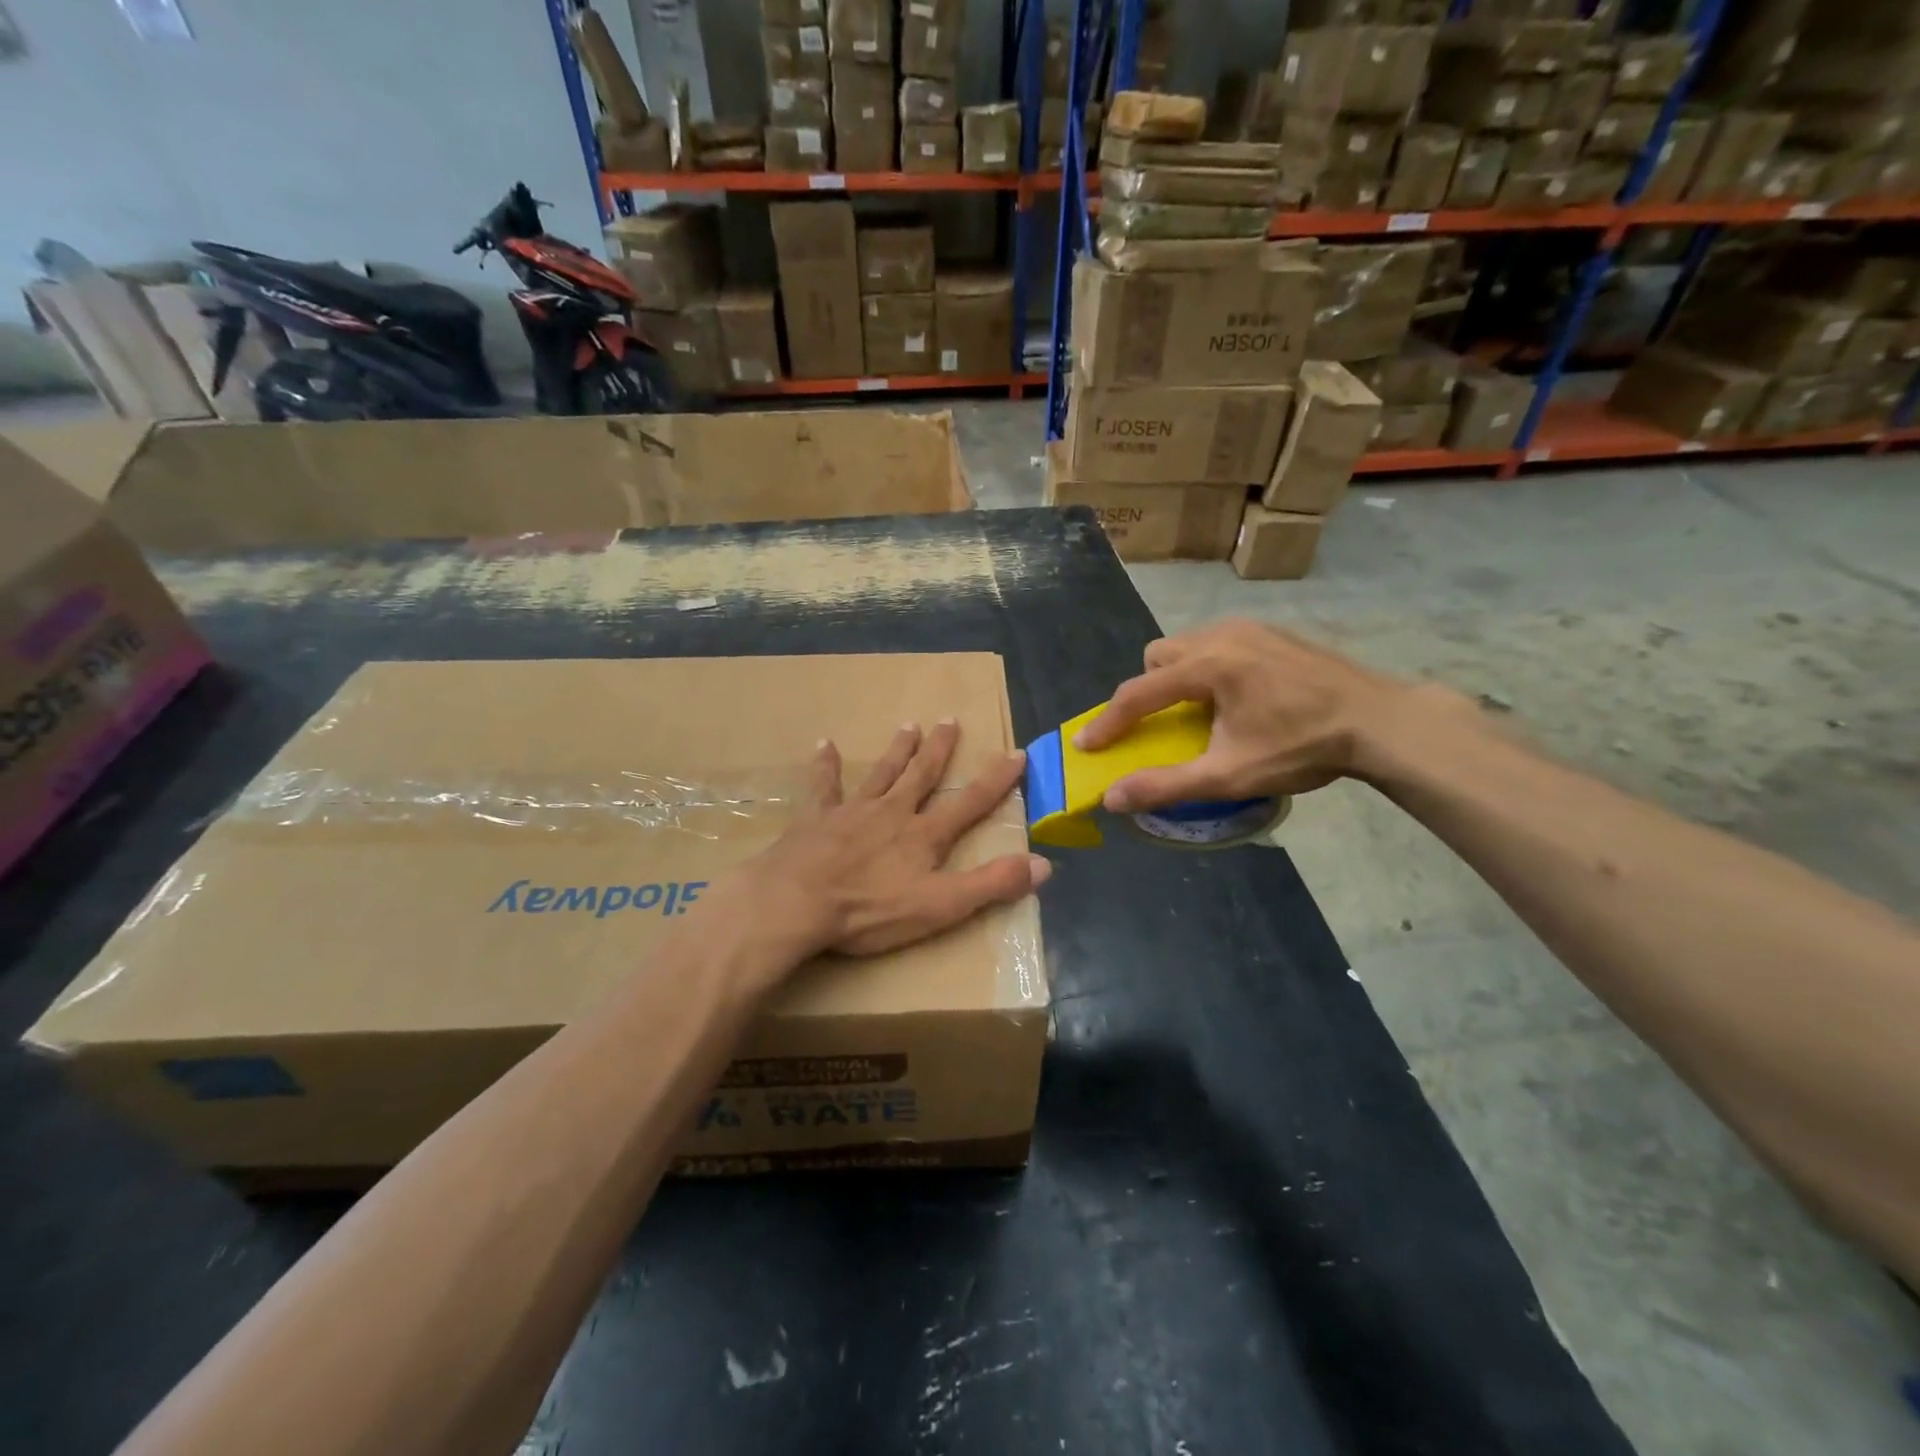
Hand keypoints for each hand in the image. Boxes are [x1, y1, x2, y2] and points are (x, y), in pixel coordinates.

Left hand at [743, 721, 1049, 959]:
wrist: (797, 903)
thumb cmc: (870, 910)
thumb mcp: (941, 905)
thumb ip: (991, 884)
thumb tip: (1043, 864)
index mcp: (924, 835)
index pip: (970, 803)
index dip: (996, 780)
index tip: (1016, 753)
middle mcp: (892, 812)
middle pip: (921, 775)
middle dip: (939, 750)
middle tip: (950, 720)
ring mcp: (852, 811)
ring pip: (881, 773)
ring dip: (897, 750)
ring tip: (909, 725)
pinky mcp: (815, 818)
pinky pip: (823, 785)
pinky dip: (825, 765)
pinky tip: (823, 743)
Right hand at [1074, 620, 1409, 811]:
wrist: (1380, 722)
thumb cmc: (1303, 747)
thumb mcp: (1230, 775)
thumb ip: (1166, 785)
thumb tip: (1112, 798)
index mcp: (1208, 666)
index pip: (1139, 693)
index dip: (1107, 722)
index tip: (1085, 745)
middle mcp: (1222, 635)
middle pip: (1159, 656)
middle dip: (1150, 689)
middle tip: (1166, 723)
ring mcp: (1251, 628)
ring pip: (1188, 645)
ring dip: (1179, 676)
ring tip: (1203, 711)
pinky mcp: (1273, 632)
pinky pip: (1219, 643)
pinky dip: (1210, 668)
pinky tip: (1239, 697)